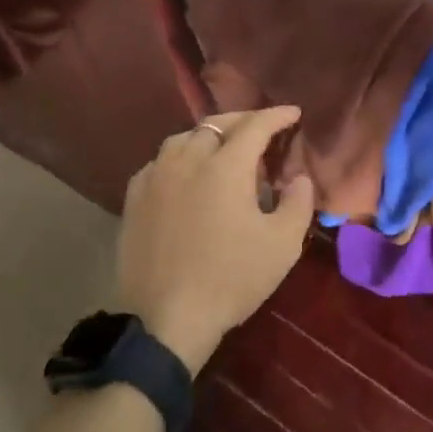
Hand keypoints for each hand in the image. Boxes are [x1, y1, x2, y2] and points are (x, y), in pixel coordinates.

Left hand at [115, 108, 316, 371]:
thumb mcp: (282, 245)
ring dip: (209, 136)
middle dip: (244, 120)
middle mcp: (188, 159)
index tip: (294, 113)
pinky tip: (186, 174)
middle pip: (217, 124)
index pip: (255, 125)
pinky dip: (181, 157)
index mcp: (226, 166)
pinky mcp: (134, 198)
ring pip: (184, 138)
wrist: (164, 318)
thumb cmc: (231, 279)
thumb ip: (298, 202)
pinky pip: (160, 162)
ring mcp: (156, 177)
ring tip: (224, 149)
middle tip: (263, 129)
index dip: (277, 115)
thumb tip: (298, 177)